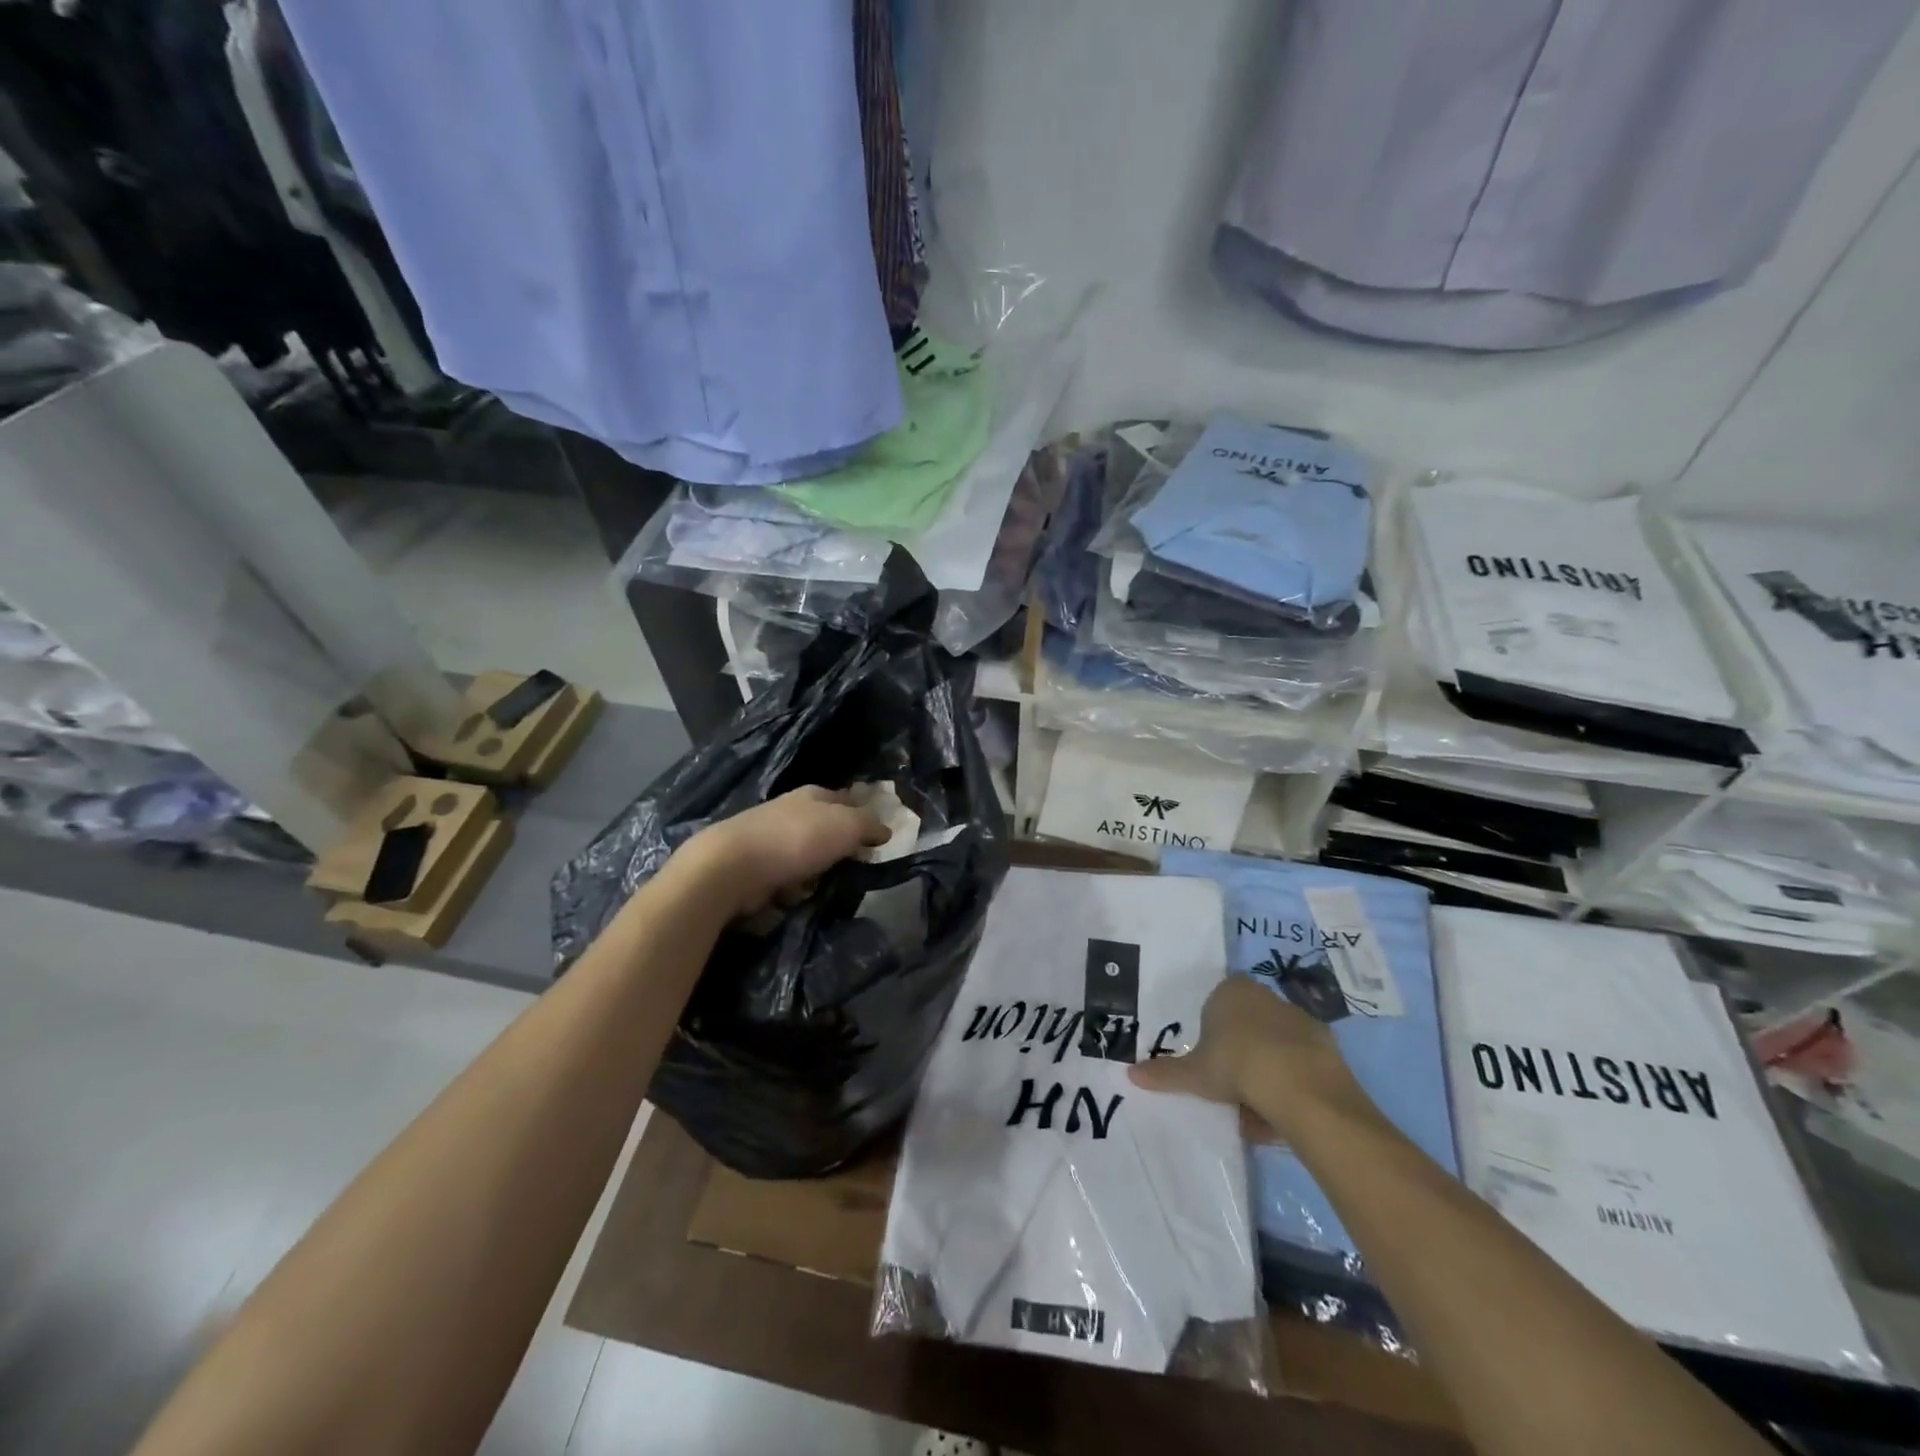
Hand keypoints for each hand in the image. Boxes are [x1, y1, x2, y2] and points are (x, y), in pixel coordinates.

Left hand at [679, 787, 892, 919]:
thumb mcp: (847, 826)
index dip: (863, 818)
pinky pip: (785, 878)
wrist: (732, 867)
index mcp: (814, 794)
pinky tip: (789, 898)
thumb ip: (870, 825)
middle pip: (826, 831)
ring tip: (817, 889)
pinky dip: (790, 889)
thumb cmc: (797, 840)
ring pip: (806, 857)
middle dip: (837, 851)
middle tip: (850, 869)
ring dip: (814, 874)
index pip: (847, 800)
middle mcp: (790, 811)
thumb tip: (886, 829)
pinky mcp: (753, 866)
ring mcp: (769, 838)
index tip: (877, 841)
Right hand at [1128, 976, 1373, 1138]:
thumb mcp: (1195, 1074)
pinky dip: (1291, 1079)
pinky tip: (1283, 1108)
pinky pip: (1299, 1060)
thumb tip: (1131, 1074)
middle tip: (1229, 1081)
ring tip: (1255, 1104)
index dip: (1212, 1028)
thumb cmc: (1237, 1065)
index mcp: (1230, 991)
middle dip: (1240, 1047)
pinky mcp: (1325, 1043)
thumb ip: (1165, 1073)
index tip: (1210, 1057)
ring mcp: (1298, 1017)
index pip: (1216, 1001)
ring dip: (1266, 1065)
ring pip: (1274, 1041)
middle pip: (1247, 1020)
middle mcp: (1264, 995)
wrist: (1302, 1086)